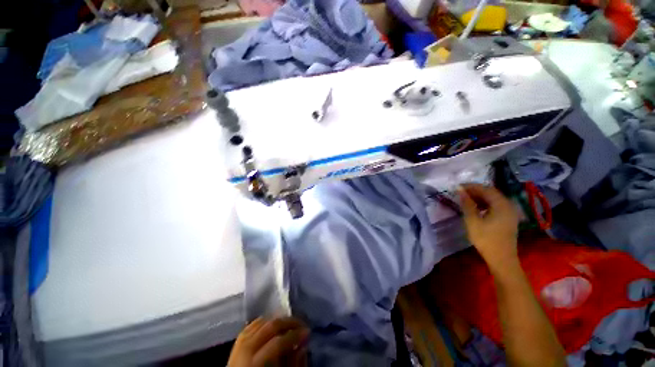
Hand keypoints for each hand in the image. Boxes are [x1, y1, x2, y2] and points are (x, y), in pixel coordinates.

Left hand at [228, 317, 308, 366]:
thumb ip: (293, 365)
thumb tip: (303, 346)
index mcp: (254, 365)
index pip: (277, 343)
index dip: (294, 335)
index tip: (308, 332)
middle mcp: (244, 351)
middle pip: (269, 328)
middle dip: (288, 322)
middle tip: (302, 324)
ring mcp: (237, 345)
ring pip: (260, 322)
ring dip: (278, 320)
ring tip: (290, 324)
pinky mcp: (236, 343)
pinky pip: (252, 325)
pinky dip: (265, 321)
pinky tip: (275, 323)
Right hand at [459, 183, 518, 270]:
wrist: (501, 259)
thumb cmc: (486, 239)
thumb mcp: (472, 220)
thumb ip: (467, 203)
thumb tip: (460, 190)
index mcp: (501, 204)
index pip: (486, 189)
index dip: (471, 186)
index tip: (458, 187)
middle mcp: (508, 205)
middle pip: (491, 193)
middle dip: (475, 191)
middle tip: (461, 192)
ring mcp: (510, 212)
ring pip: (494, 199)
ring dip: (480, 197)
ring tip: (466, 199)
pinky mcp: (508, 219)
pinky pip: (496, 205)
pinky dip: (485, 203)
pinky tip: (477, 208)